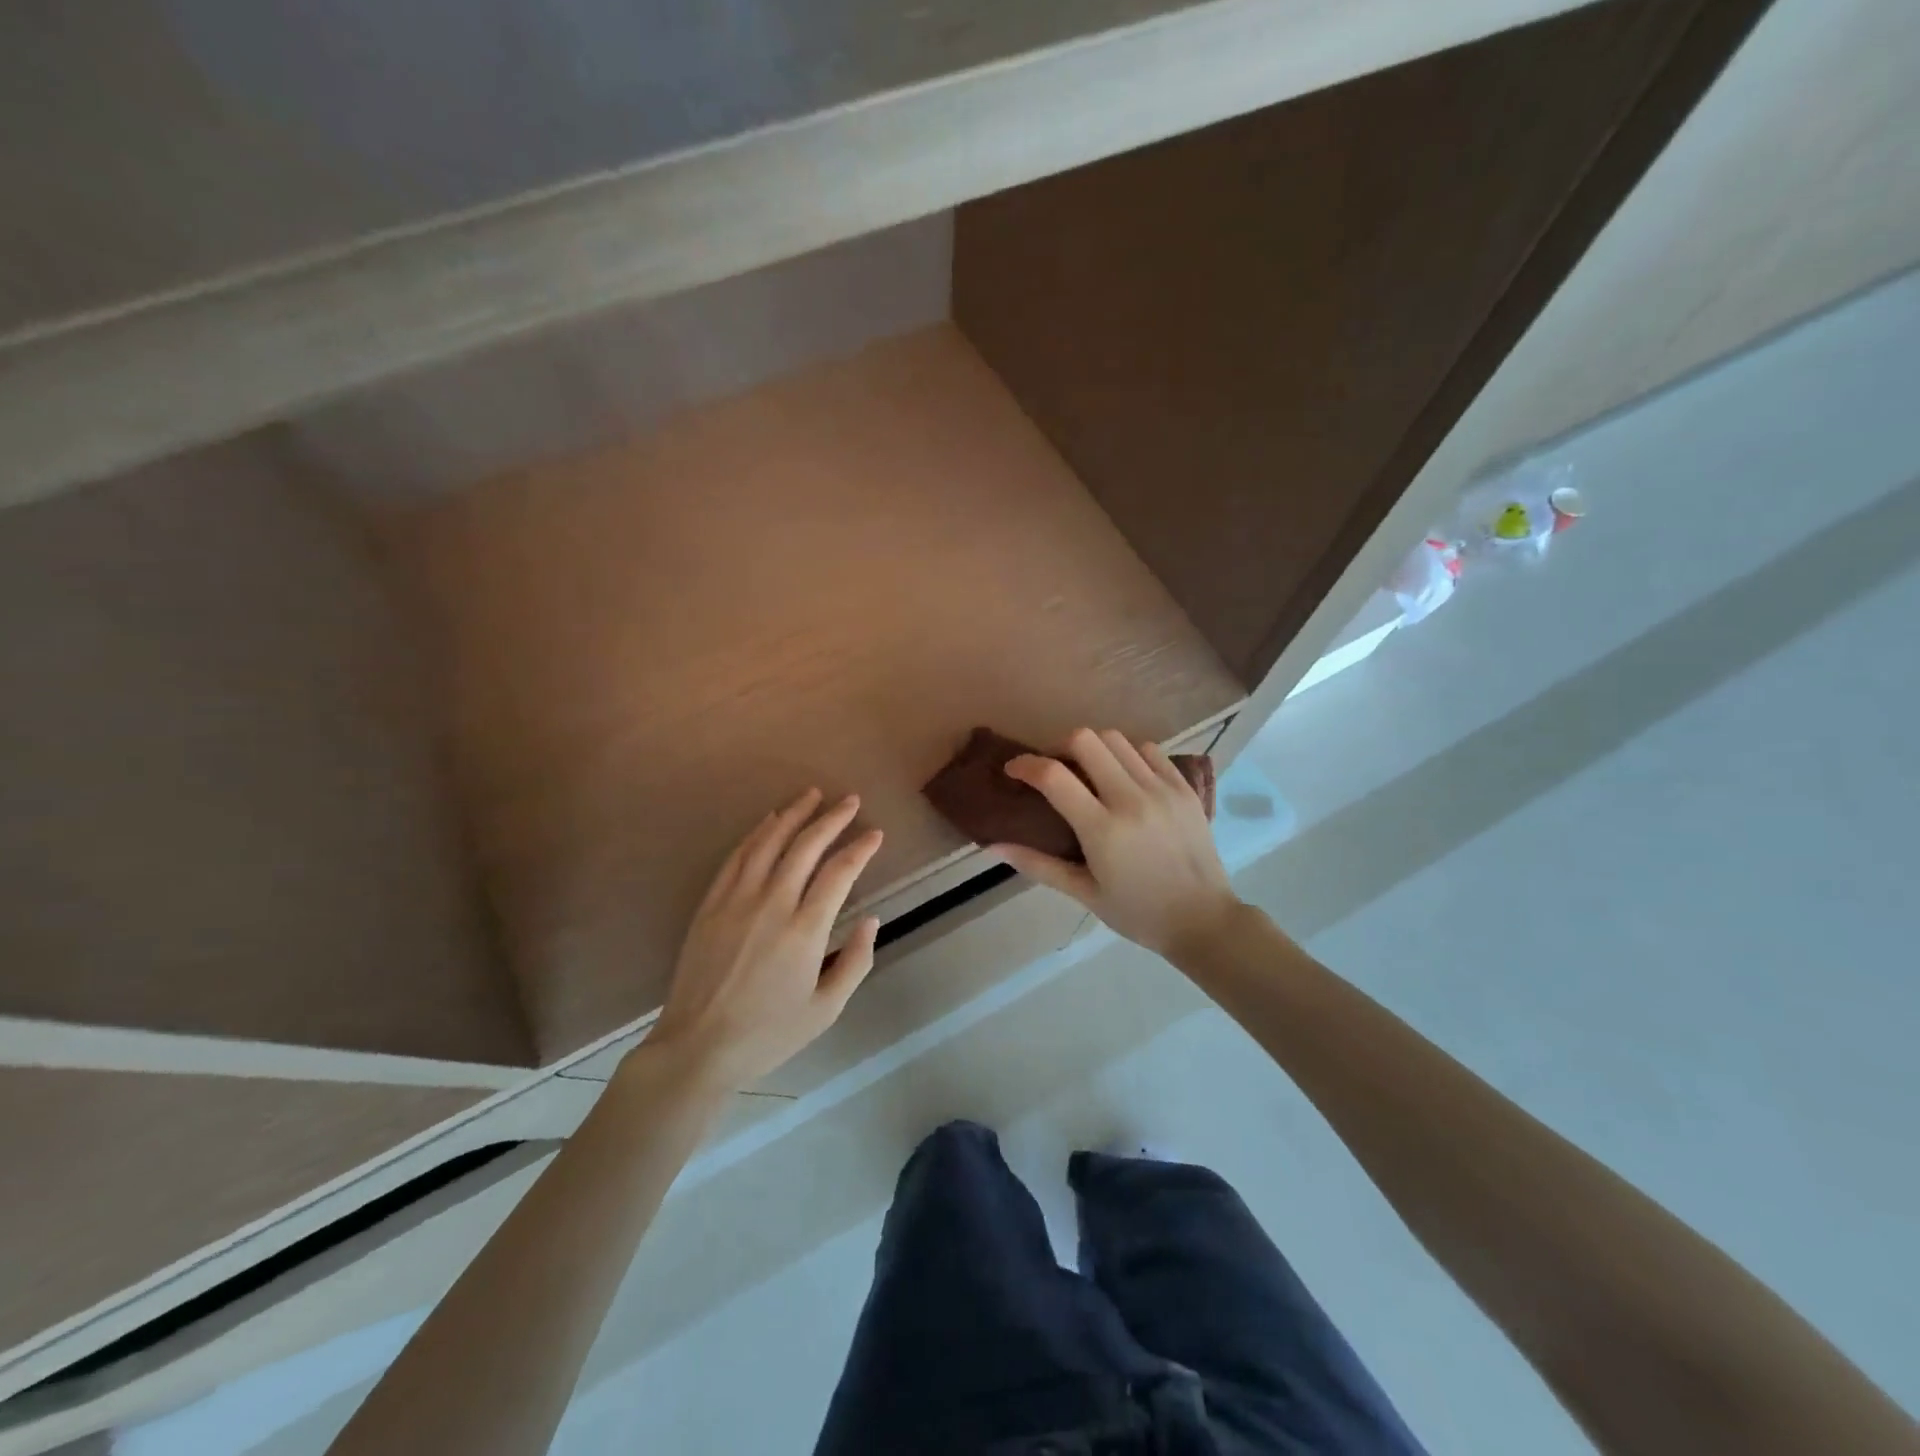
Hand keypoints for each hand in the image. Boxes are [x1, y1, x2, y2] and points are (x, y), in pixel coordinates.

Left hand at [647, 789, 882, 1091]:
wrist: (699, 1046)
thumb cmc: (769, 1033)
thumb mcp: (826, 1010)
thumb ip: (856, 961)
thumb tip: (871, 920)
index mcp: (805, 930)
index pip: (839, 872)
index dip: (860, 848)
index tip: (875, 833)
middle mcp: (772, 904)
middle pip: (806, 846)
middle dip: (832, 818)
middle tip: (850, 800)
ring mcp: (737, 900)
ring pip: (769, 842)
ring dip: (793, 814)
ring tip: (812, 795)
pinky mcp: (711, 904)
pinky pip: (737, 857)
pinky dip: (756, 833)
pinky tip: (769, 821)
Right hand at [995, 728, 1239, 958]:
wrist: (1204, 920)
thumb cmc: (1138, 913)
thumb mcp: (1084, 893)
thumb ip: (1037, 864)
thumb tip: (992, 846)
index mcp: (1103, 829)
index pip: (1054, 776)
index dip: (1026, 765)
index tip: (1013, 770)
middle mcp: (1132, 799)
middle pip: (1085, 740)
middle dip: (1059, 746)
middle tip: (1053, 768)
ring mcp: (1163, 789)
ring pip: (1117, 739)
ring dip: (1093, 747)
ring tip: (1088, 770)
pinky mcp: (1185, 788)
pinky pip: (1150, 750)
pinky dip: (1128, 753)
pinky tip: (1123, 775)